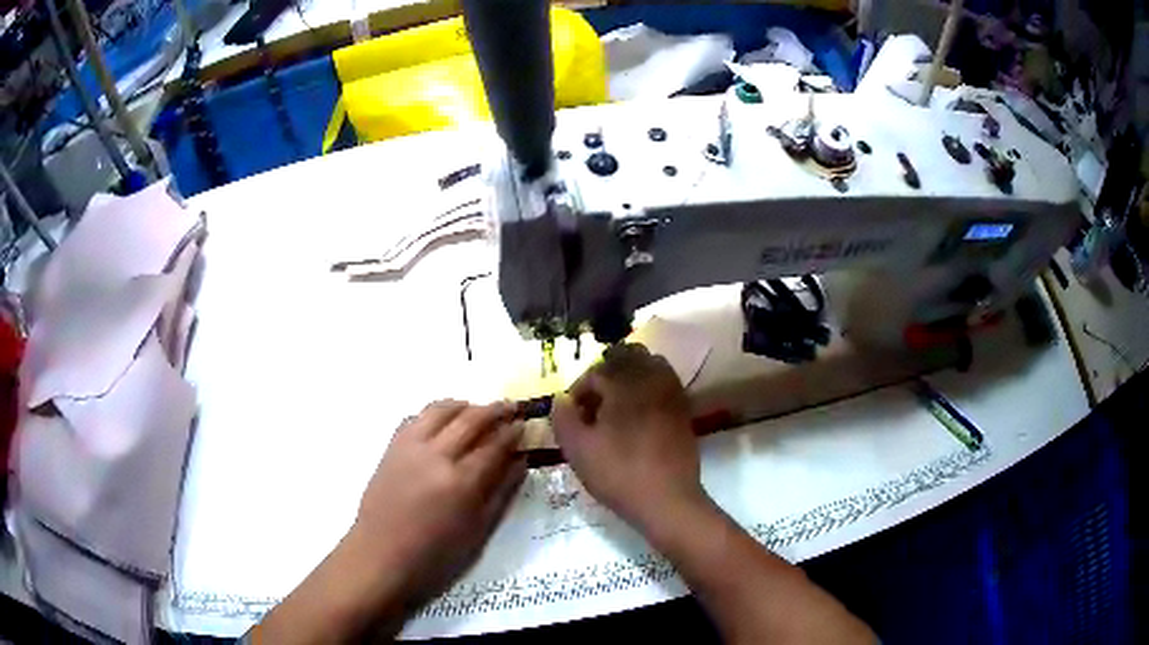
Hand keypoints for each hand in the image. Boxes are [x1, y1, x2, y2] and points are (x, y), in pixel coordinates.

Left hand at [353, 401, 525, 602]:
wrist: (382, 555)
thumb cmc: (436, 555)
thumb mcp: (478, 531)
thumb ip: (501, 493)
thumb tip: (519, 461)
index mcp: (461, 482)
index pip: (495, 445)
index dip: (512, 432)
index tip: (524, 424)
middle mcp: (436, 455)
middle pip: (470, 419)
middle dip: (494, 410)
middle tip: (509, 408)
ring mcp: (410, 448)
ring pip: (440, 409)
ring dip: (463, 405)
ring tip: (476, 410)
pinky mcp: (391, 447)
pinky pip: (415, 417)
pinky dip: (434, 414)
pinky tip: (441, 424)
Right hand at [551, 343, 707, 532]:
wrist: (668, 500)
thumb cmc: (619, 474)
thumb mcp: (578, 450)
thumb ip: (563, 418)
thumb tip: (561, 399)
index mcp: (624, 383)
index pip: (595, 371)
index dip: (579, 390)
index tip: (573, 414)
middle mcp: (651, 379)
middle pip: (626, 357)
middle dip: (606, 375)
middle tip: (594, 404)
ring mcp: (672, 392)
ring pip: (650, 365)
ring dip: (630, 377)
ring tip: (616, 407)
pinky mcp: (684, 409)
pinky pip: (665, 383)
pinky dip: (649, 388)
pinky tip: (638, 416)